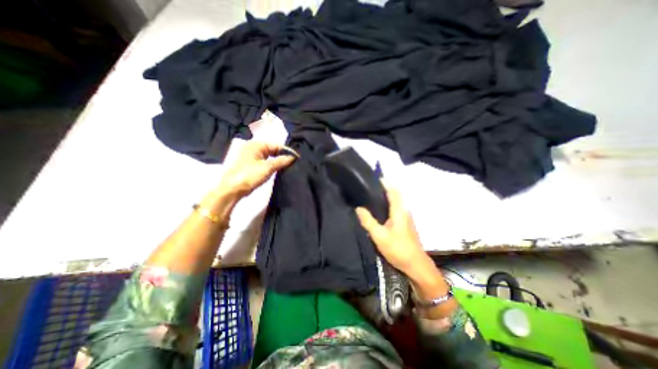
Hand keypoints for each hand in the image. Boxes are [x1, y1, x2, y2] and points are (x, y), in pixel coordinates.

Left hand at [217, 139, 295, 198]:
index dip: (286, 150)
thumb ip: (281, 161)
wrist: (232, 189)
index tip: (296, 158)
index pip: (275, 144)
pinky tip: (278, 169)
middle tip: (293, 163)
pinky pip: (265, 161)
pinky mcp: (251, 164)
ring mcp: (251, 156)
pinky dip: (272, 164)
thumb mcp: (267, 168)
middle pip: (272, 149)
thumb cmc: (249, 175)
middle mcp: (253, 147)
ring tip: (288, 166)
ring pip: (269, 155)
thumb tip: (293, 157)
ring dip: (277, 160)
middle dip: (282, 155)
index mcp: (255, 144)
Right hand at [358, 183, 429, 272]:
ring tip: (370, 198)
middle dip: (383, 189)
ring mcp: (406, 218)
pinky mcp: (405, 224)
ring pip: (395, 203)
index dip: (385, 183)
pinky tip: (378, 212)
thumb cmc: (398, 249)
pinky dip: (387, 206)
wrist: (416, 265)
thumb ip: (368, 221)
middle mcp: (404, 211)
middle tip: (368, 189)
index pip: (393, 191)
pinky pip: (395, 210)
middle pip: (394, 195)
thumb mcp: (379, 236)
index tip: (375, 178)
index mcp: (399, 211)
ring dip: (385, 198)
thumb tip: (358, 208)